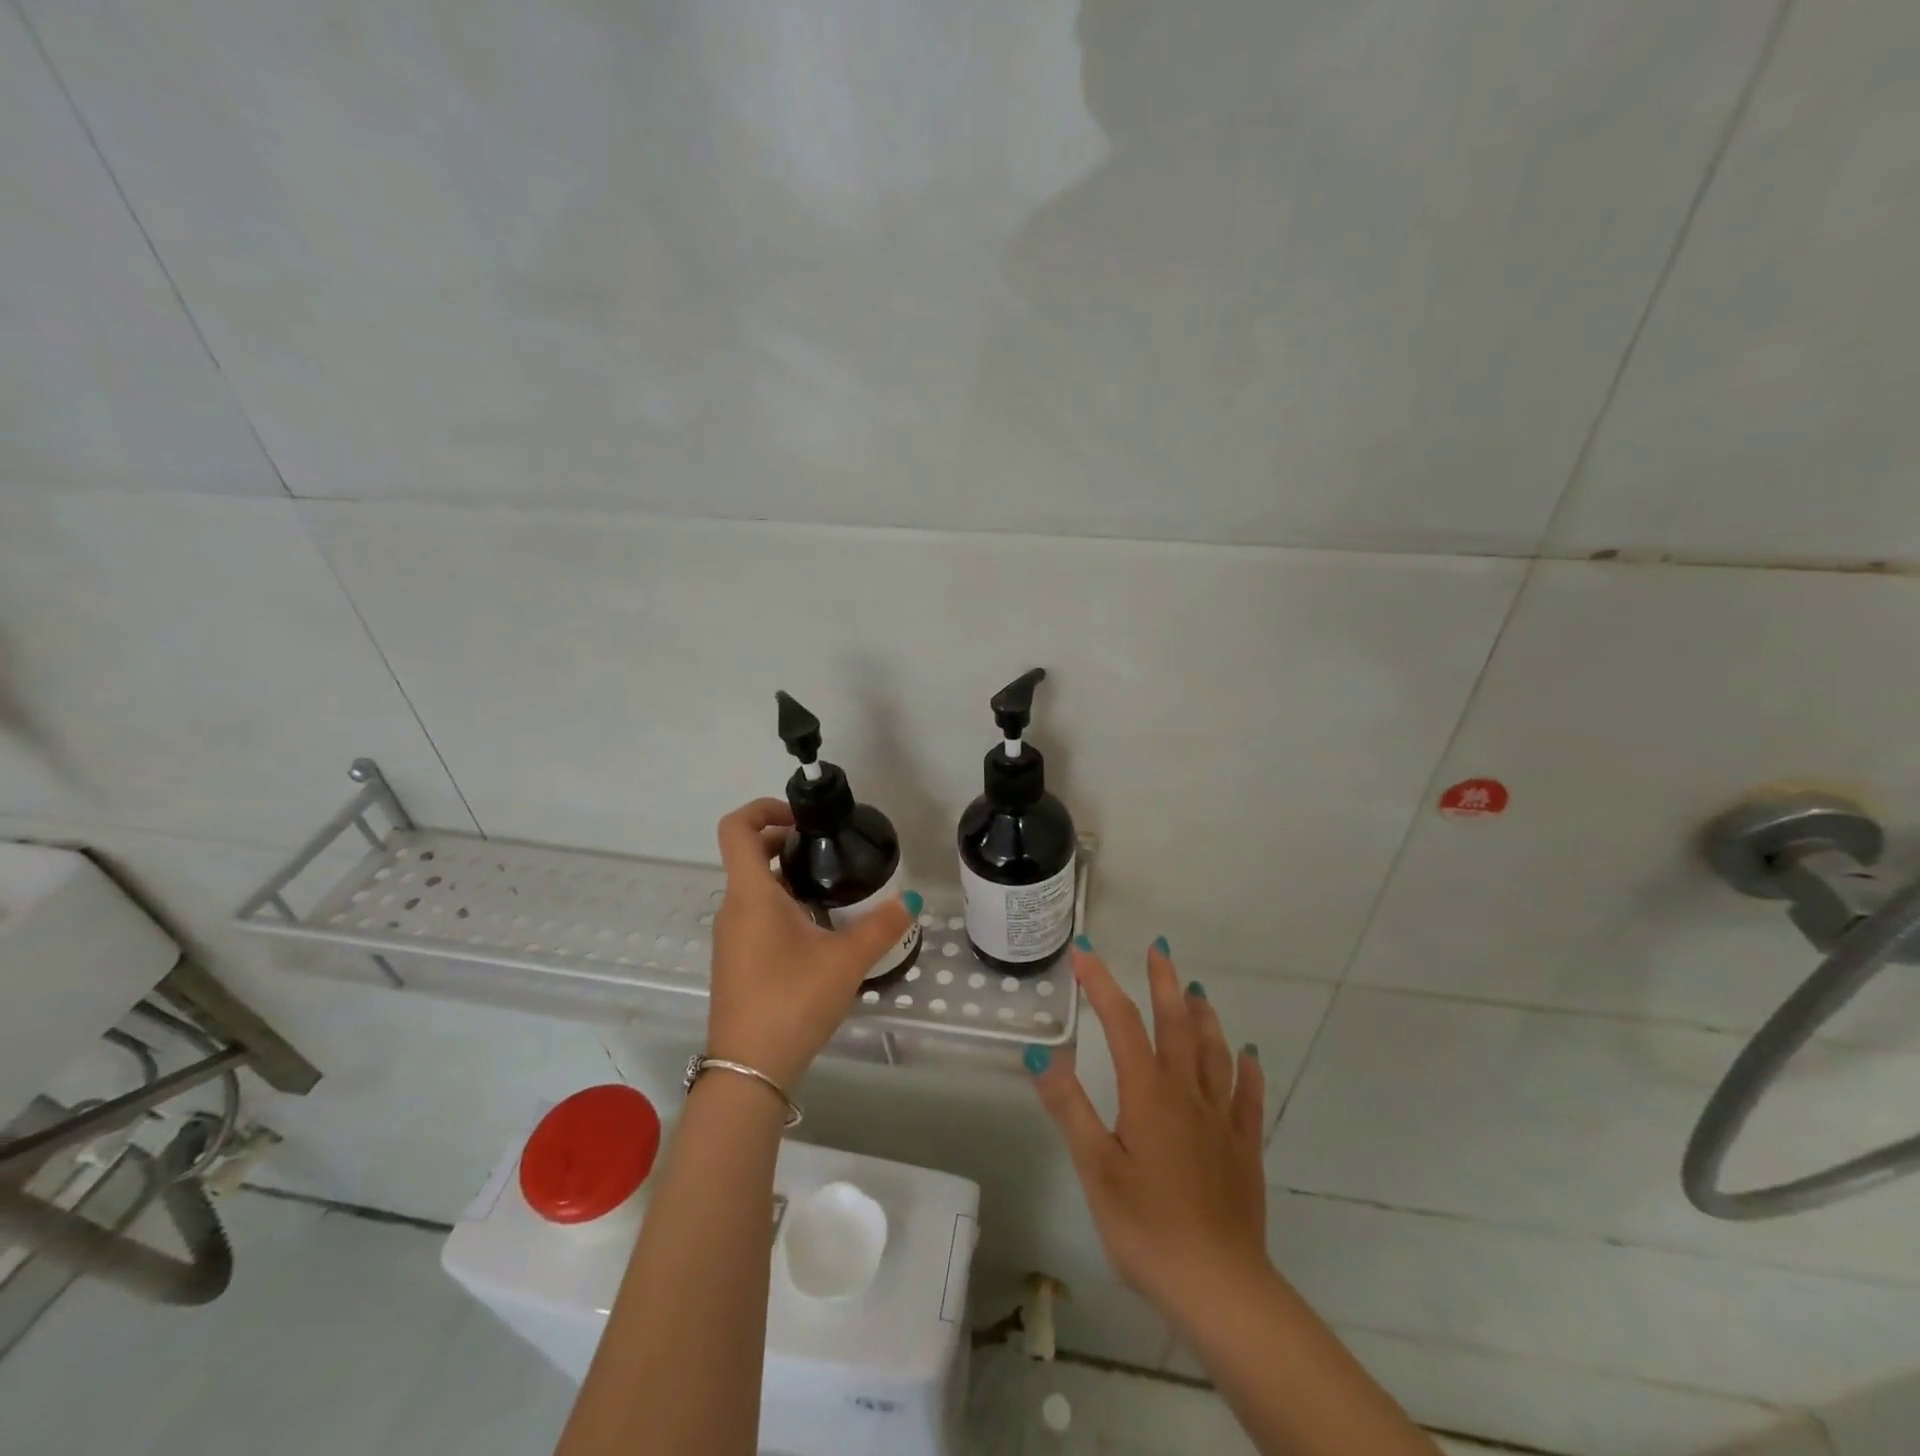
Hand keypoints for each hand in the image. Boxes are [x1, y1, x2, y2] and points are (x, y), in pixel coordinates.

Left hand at [707, 798, 917, 1089]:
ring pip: (754, 888)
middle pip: (748, 854)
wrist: (748, 1071)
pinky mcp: (736, 961)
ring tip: (832, 891)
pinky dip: (782, 906)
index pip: (737, 828)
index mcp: (751, 895)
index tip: (802, 819)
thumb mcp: (847, 961)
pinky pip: (755, 915)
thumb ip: (883, 926)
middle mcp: (733, 908)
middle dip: (785, 842)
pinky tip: (818, 932)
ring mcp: (730, 937)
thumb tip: (910, 899)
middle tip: (828, 851)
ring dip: (787, 877)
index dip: (764, 808)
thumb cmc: (792, 1001)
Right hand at [1031, 939, 1269, 1325]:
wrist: (1220, 1288)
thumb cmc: (1146, 1228)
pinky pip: (1248, 1096)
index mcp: (1148, 1093)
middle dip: (1164, 983)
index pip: (1122, 1023)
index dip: (1102, 984)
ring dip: (1204, 1015)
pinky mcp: (1244, 1148)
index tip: (1085, 952)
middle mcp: (1187, 1093)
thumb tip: (1039, 1053)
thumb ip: (1068, 1107)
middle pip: (1177, 1024)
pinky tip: (1248, 1053)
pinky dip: (1247, 1069)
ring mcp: (1221, 1119)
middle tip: (1159, 949)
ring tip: (1196, 988)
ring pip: (1215, 1052)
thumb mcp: (1095, 1168)